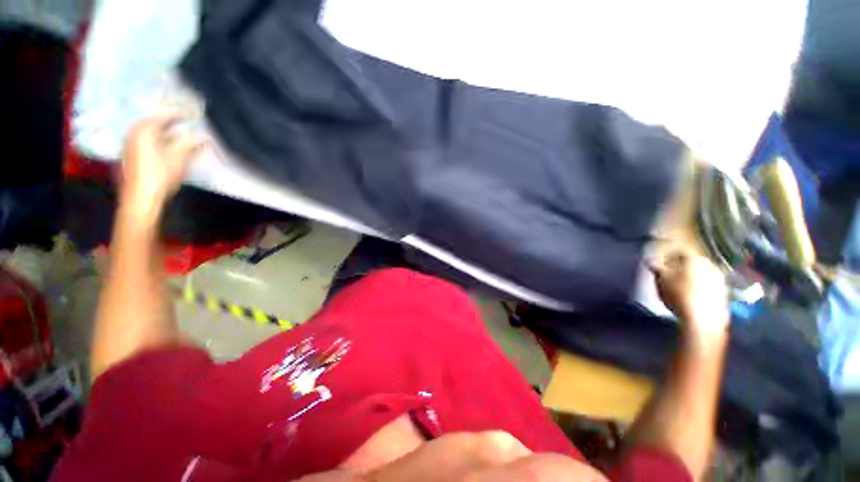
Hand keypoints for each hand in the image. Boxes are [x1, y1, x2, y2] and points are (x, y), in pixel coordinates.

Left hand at [120, 116, 203, 224]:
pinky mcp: (130, 159)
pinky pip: (146, 145)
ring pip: (151, 136)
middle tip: (188, 127)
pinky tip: (169, 152)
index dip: (180, 115)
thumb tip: (204, 137)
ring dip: (167, 136)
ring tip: (182, 140)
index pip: (164, 116)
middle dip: (173, 126)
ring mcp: (129, 147)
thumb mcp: (179, 158)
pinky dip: (159, 144)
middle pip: (155, 125)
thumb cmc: (159, 175)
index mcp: (143, 130)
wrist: (140, 199)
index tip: (194, 115)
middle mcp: (133, 135)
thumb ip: (191, 144)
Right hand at [648, 245, 729, 342]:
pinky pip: (707, 284)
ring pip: (700, 272)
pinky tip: (689, 295)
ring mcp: (719, 279)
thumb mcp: (661, 279)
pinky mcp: (723, 293)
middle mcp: (710, 265)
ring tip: (677, 285)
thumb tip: (650, 260)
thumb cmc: (679, 295)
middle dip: (679, 265)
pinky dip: (697, 286)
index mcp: (695, 258)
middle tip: (667, 272)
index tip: (658, 259)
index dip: (667, 253)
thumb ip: (656, 267)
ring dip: (689, 276)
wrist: (703, 321)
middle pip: (691, 261)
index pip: (679, 250)